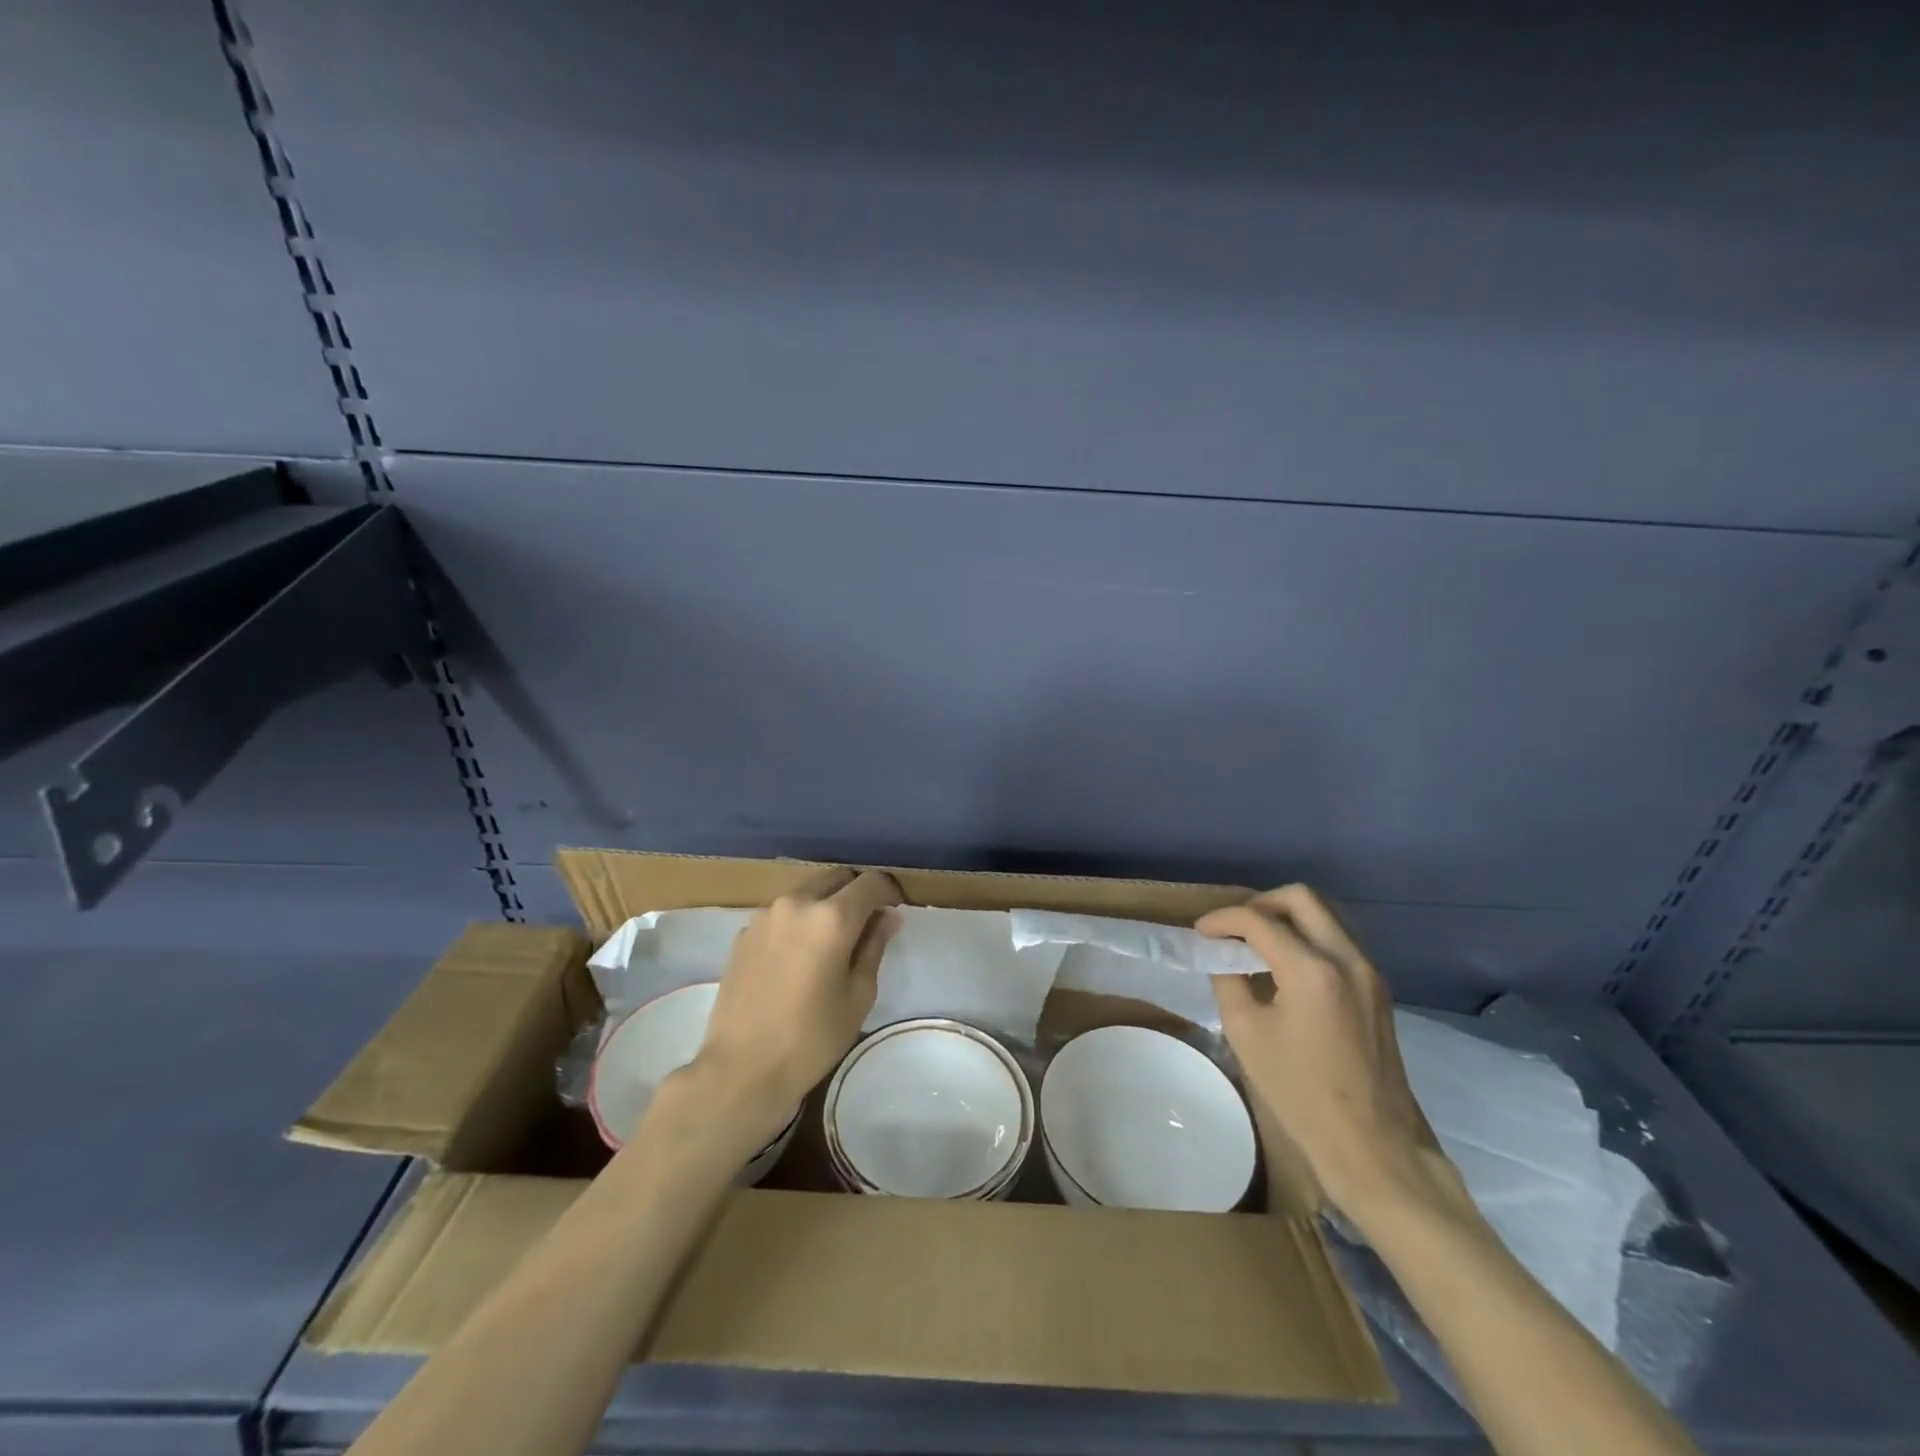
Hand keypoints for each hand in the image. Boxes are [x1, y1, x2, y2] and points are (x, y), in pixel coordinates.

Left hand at [692, 868, 902, 1127]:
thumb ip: (874, 946)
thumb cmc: (812, 1038)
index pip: (870, 882)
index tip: (896, 907)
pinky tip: (798, 956)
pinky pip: (781, 913)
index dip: (889, 890)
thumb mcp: (858, 995)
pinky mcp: (744, 933)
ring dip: (825, 904)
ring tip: (831, 941)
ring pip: (806, 892)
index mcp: (832, 917)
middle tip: (866, 923)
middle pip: (836, 878)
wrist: (741, 1069)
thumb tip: (887, 916)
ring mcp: (765, 915)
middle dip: (856, 893)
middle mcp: (797, 903)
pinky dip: (798, 921)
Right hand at [1197, 885, 1469, 1228]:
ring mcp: (1369, 972)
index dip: (1223, 919)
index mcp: (1312, 969)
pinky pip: (1338, 941)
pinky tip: (1285, 967)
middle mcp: (1347, 958)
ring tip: (1256, 944)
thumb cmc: (1300, 1093)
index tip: (1201, 932)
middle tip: (1233, 929)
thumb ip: (1229, 981)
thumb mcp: (1246, 1034)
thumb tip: (1224, 957)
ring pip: (1325, 915)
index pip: (1259, 920)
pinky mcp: (1377, 990)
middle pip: (1301, 898)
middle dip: (1260, 904)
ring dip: (1287, 918)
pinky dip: (1307, 938)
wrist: (1372, 1146)